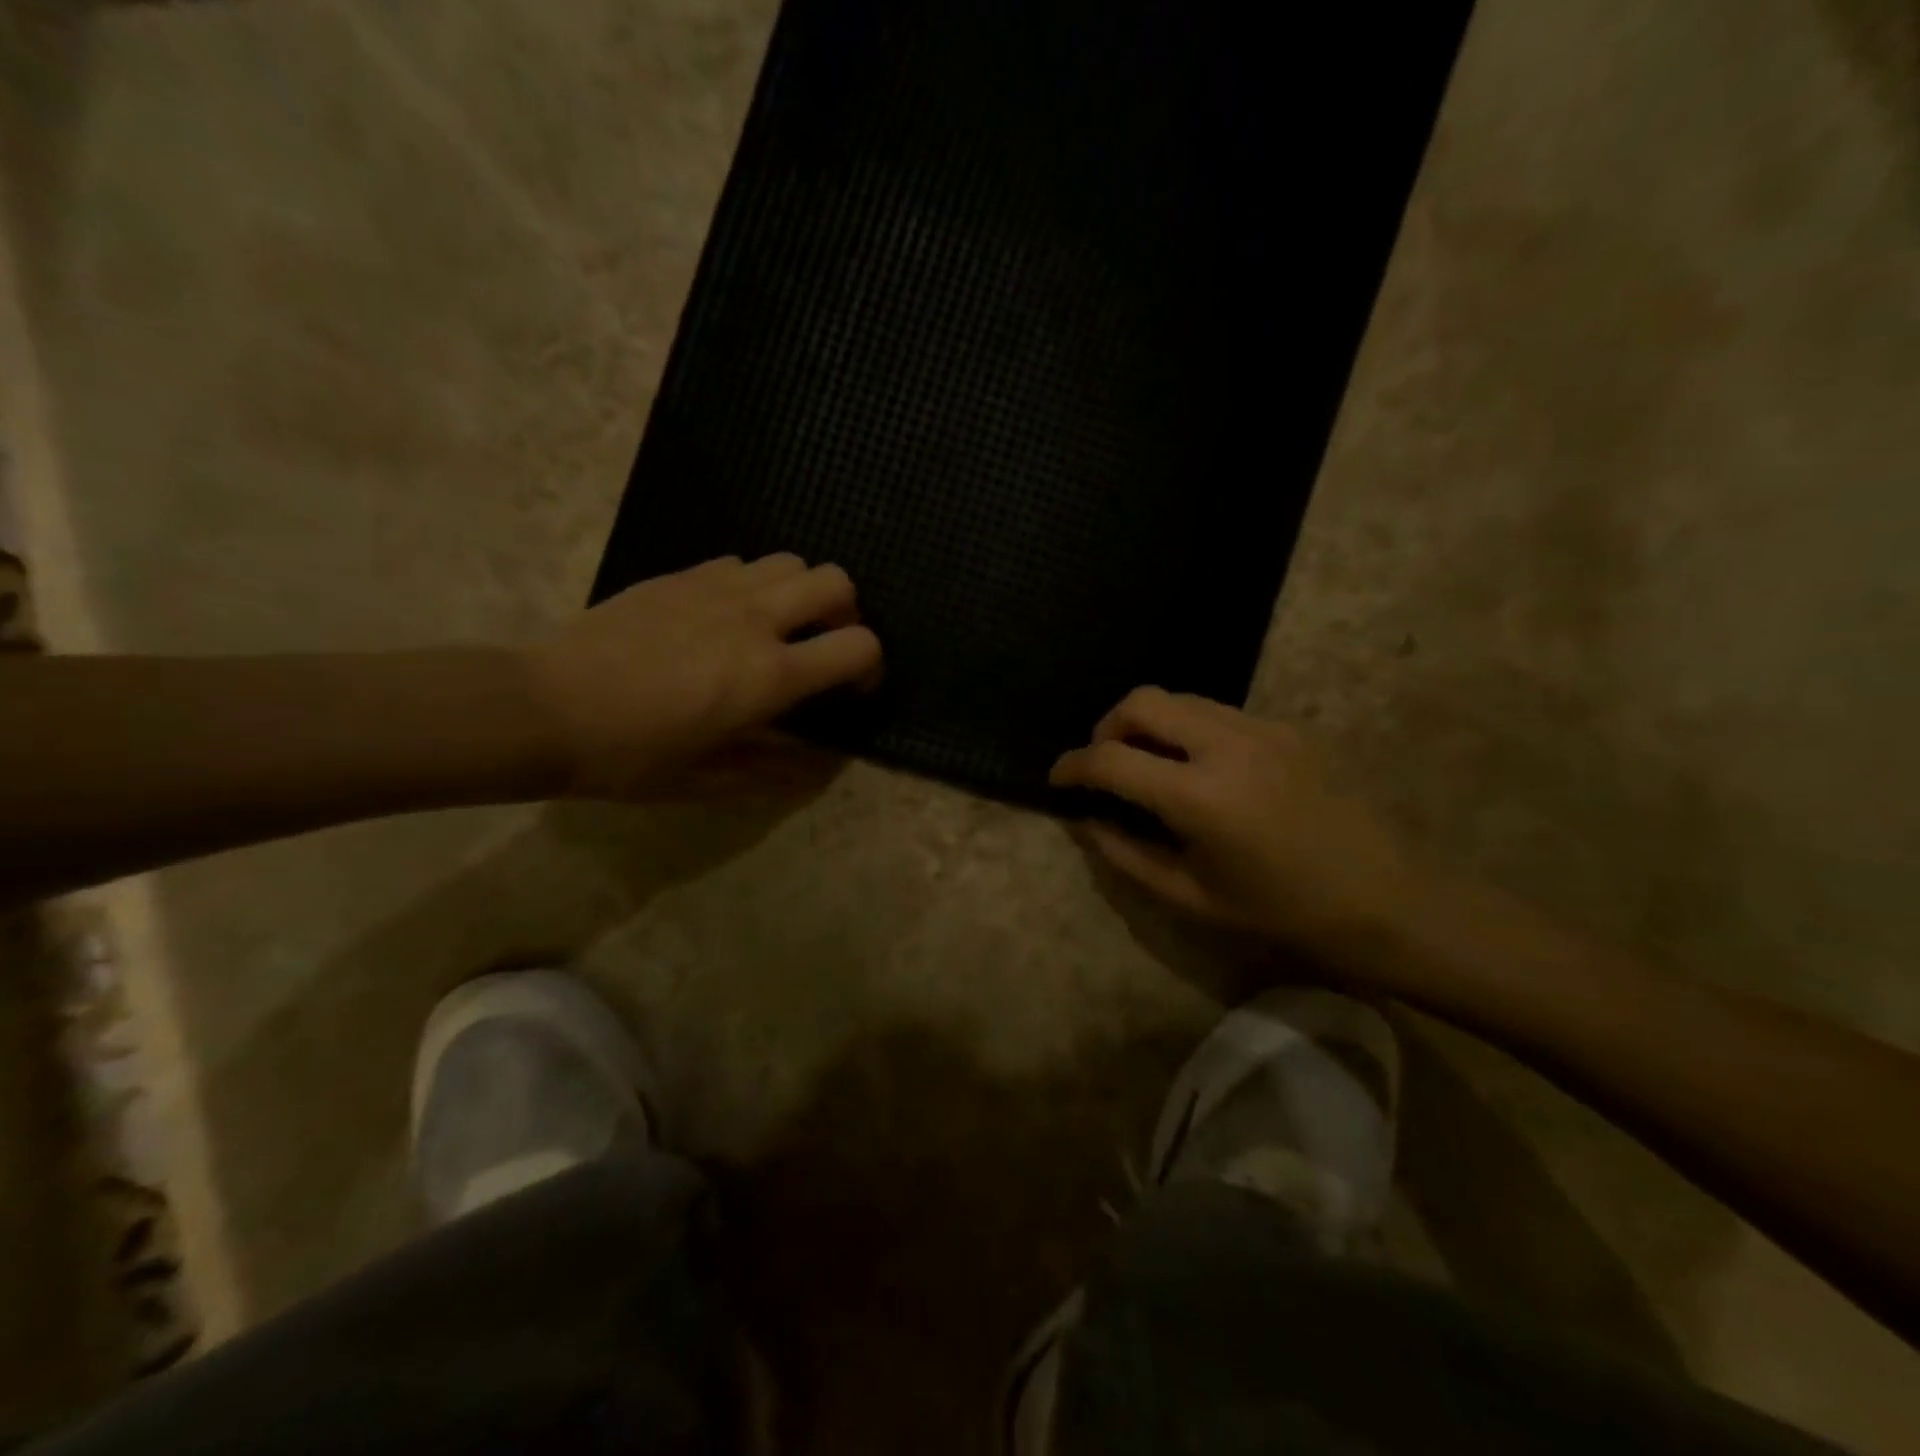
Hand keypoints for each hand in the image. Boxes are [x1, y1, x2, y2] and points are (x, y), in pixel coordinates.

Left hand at [523, 554, 881, 798]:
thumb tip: (818, 769)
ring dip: (801, 593)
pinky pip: (741, 563)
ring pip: (791, 562)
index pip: (858, 646)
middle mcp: (754, 619)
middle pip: (836, 582)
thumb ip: (773, 771)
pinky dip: (754, 584)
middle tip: (822, 646)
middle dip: (847, 612)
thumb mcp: (706, 780)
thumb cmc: (630, 755)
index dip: (871, 667)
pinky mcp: (680, 575)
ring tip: (778, 627)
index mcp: (769, 675)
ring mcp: (715, 589)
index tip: (853, 690)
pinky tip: (726, 617)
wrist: (545, 709)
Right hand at [1051, 687, 1416, 952]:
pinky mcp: (1288, 728)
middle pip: (1142, 702)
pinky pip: (1218, 712)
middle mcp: (1227, 745)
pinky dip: (1188, 729)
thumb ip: (1125, 854)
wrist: (1386, 900)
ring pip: (1181, 699)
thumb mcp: (1190, 897)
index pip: (1111, 758)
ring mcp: (1263, 729)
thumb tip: (1084, 820)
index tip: (1058, 779)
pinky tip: (1200, 769)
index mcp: (1200, 796)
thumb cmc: (1282, 913)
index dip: (1072, 766)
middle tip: (1103, 764)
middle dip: (1107, 727)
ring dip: (1149, 723)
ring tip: (1149, 765)